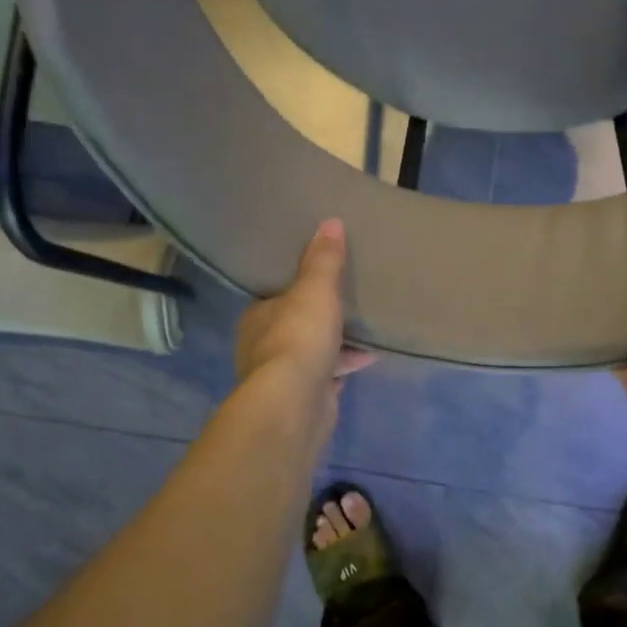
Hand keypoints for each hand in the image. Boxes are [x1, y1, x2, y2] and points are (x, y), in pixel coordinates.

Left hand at [234, 219, 374, 406]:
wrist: (294, 404)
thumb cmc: (299, 338)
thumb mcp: (316, 289)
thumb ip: (324, 259)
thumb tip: (330, 222)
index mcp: (258, 317)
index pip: (276, 296)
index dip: (298, 288)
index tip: (321, 279)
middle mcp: (263, 346)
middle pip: (296, 325)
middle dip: (320, 317)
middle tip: (349, 302)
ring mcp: (283, 376)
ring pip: (313, 352)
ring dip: (337, 344)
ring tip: (367, 330)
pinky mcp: (305, 398)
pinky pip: (328, 375)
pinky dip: (345, 366)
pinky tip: (368, 359)